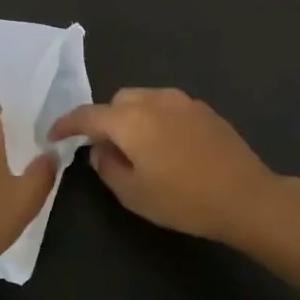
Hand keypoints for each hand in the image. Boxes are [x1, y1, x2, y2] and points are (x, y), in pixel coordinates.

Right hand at [48, 87, 299, 244]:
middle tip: (105, 149)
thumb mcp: (134, 194)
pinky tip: (167, 146)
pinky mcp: (204, 109)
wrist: (246, 196)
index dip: (67, 124)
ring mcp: (182, 101)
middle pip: (118, 101)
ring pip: (144, 99)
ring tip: (138, 148)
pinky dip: (156, 119)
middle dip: (105, 119)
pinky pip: (167, 106)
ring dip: (132, 117)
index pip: (88, 114)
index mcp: (131, 120)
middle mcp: (154, 100)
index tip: (53, 135)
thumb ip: (107, 167)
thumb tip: (100, 149)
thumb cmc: (184, 199)